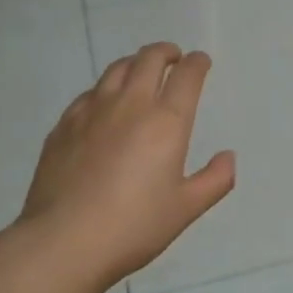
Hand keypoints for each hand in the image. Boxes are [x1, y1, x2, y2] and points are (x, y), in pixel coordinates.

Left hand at [17, 43, 235, 288]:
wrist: (64, 240)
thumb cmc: (134, 226)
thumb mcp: (186, 209)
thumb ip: (215, 180)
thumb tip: (228, 156)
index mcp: (166, 122)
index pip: (186, 76)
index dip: (197, 63)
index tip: (201, 62)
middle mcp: (130, 105)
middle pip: (149, 59)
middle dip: (166, 53)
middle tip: (173, 58)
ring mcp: (91, 111)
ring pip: (116, 69)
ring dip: (135, 63)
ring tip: (141, 71)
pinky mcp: (64, 125)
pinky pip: (89, 93)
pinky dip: (105, 89)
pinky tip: (104, 104)